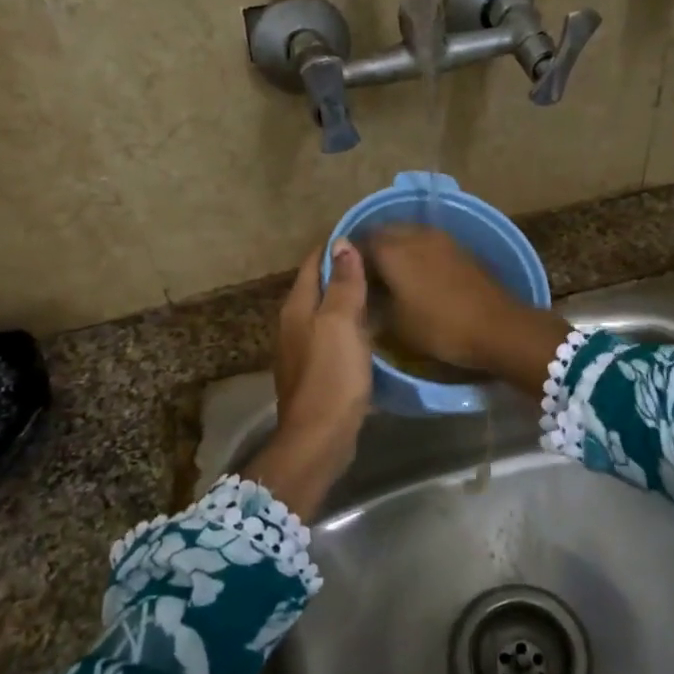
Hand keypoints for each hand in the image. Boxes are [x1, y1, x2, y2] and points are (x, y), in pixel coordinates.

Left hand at [243, 241, 372, 518]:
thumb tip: (341, 242)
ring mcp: (303, 351)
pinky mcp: (316, 373)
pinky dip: (350, 326)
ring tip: (379, 290)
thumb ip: (343, 283)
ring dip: (347, 300)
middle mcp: (294, 325)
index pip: (312, 263)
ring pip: (326, 313)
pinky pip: (333, 337)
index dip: (335, 247)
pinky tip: (370, 330)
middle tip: (379, 261)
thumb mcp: (341, 323)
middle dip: (342, 271)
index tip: (364, 235)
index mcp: (297, 307)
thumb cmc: (331, 376)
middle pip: (318, 287)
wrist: (320, 438)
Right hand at [361, 226, 570, 394]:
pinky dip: (415, 253)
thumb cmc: (440, 328)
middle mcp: (414, 235)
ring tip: (390, 275)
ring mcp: (440, 238)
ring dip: (395, 248)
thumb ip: (373, 302)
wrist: (497, 327)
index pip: (359, 242)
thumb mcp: (396, 324)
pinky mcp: (459, 248)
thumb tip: (363, 293)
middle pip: (384, 232)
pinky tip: (416, 275)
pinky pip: (426, 242)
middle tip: (365, 275)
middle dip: (371, 248)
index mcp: (392, 250)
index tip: (342, 276)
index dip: (348, 258)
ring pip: (407, 234)